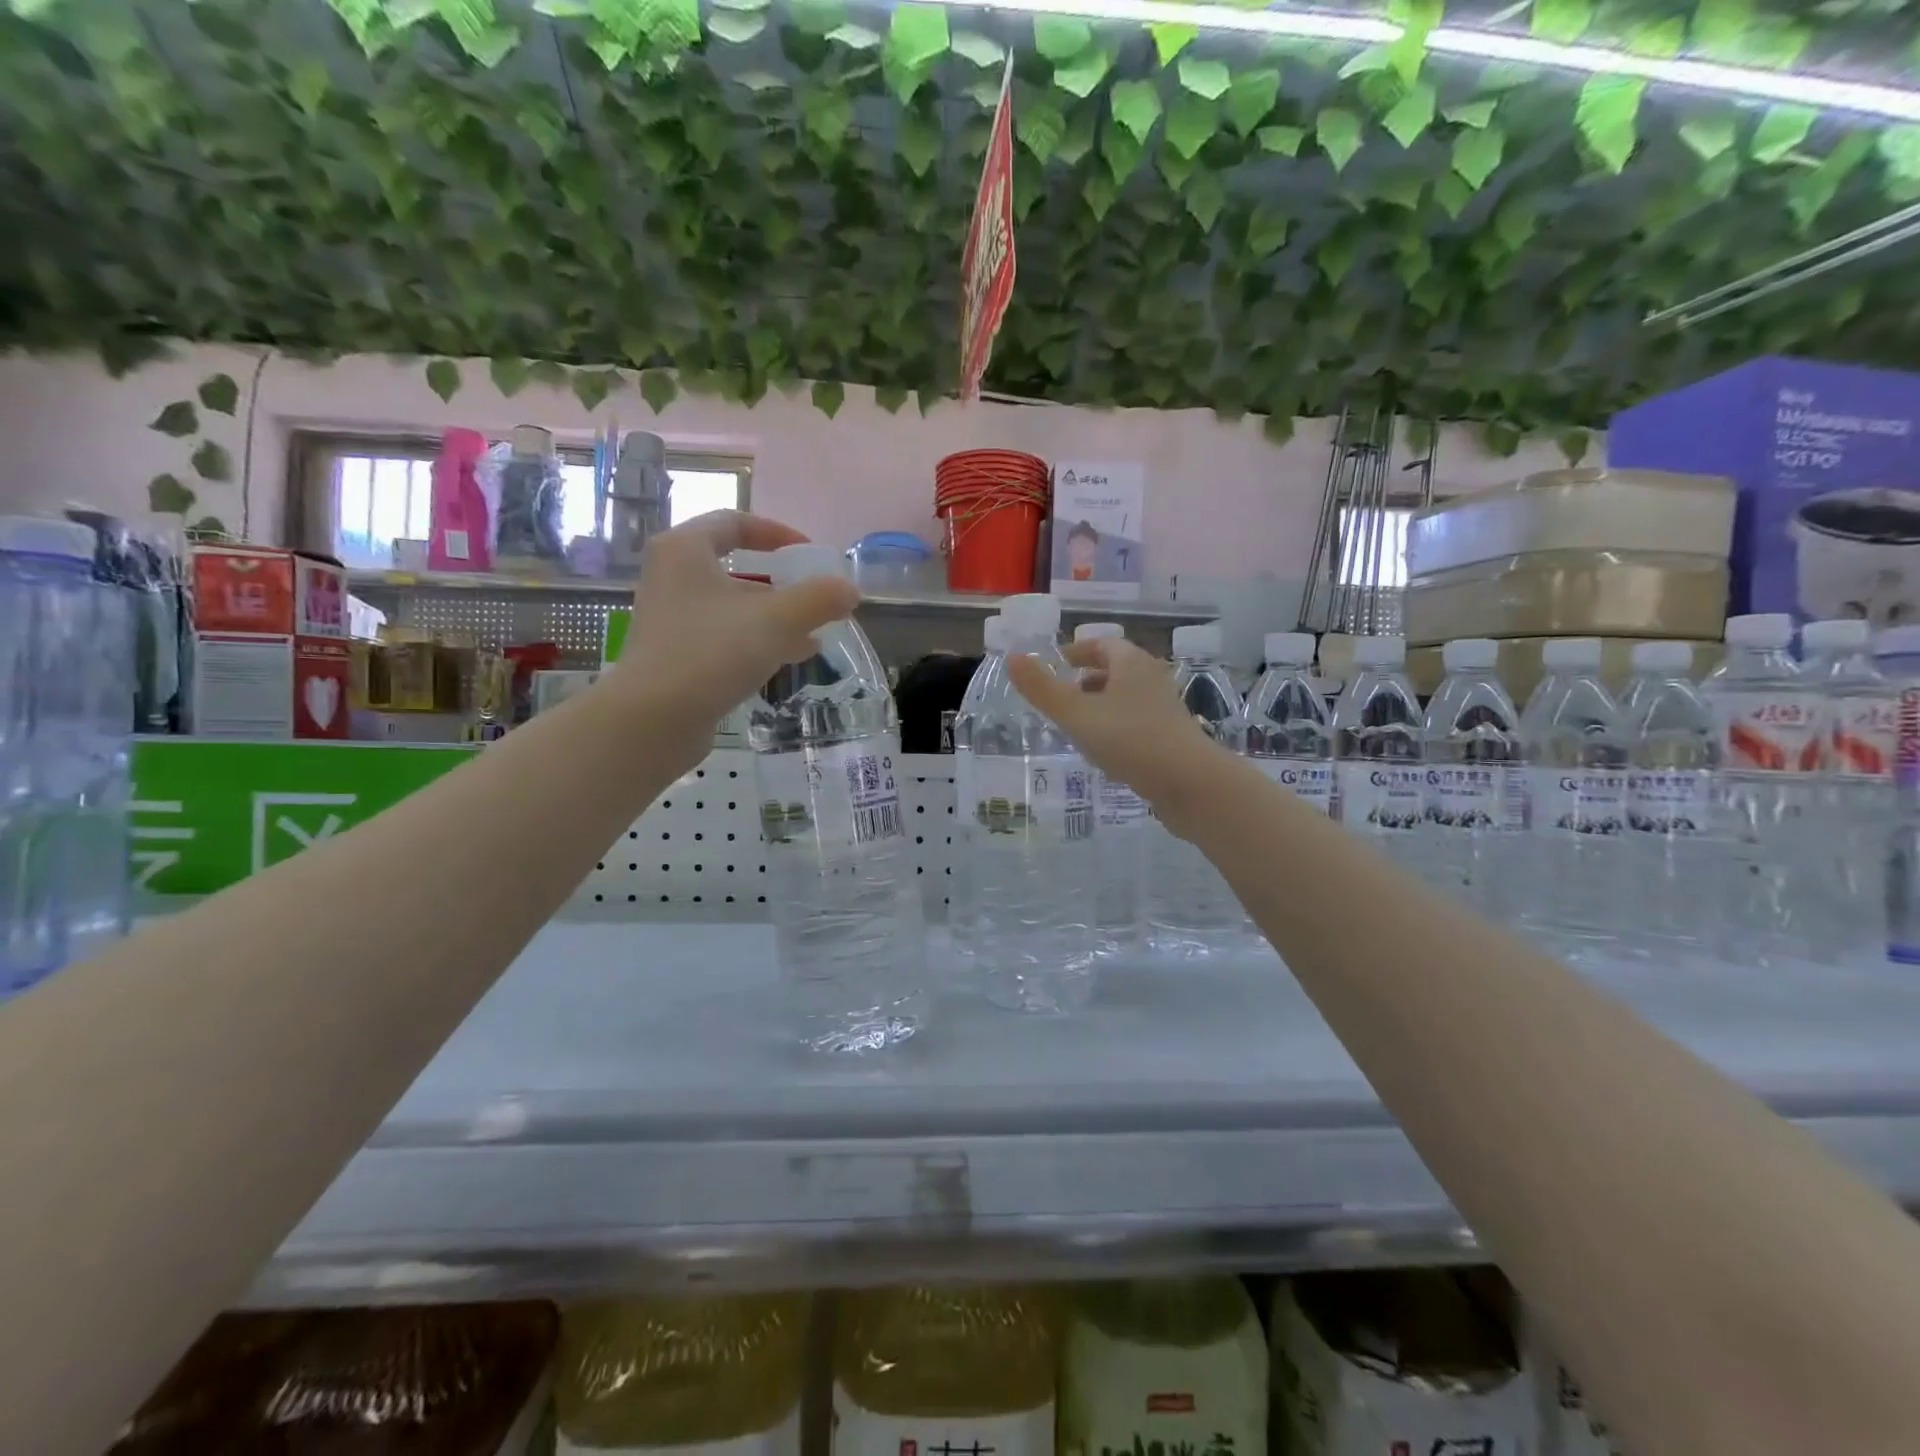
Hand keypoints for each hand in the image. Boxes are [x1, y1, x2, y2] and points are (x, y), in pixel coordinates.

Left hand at [604, 511, 859, 765]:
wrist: (653, 720)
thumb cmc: (711, 653)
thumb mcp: (776, 620)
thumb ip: (818, 599)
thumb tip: (850, 590)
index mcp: (685, 550)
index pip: (735, 522)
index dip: (778, 533)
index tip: (810, 553)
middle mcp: (672, 577)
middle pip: (737, 568)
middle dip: (782, 583)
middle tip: (816, 597)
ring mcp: (672, 618)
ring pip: (734, 606)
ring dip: (776, 615)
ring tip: (816, 632)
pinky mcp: (677, 655)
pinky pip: (725, 636)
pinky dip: (759, 640)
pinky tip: (792, 656)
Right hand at [1007, 637, 1228, 837]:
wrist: (1190, 783)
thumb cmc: (1129, 740)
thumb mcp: (1076, 714)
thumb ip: (1042, 689)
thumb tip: (1012, 658)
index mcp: (1131, 663)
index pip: (1102, 644)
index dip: (1076, 651)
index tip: (1055, 665)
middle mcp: (1151, 678)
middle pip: (1116, 669)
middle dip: (1086, 678)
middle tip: (1060, 695)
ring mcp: (1164, 708)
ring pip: (1126, 697)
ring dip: (1101, 703)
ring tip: (1076, 724)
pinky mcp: (1171, 736)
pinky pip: (1136, 721)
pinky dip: (1115, 726)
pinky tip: (1103, 749)